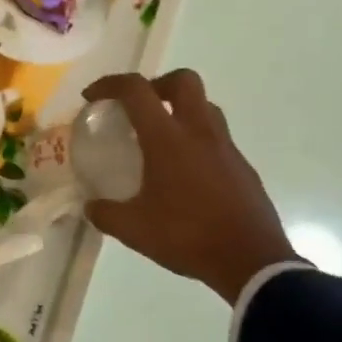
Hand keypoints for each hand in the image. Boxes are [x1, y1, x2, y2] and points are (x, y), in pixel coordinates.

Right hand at [82, 70, 299, 302]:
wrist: (250, 260)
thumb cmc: (187, 237)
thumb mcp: (133, 230)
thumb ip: (106, 214)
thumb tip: (91, 207)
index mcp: (168, 139)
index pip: (137, 90)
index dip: (110, 84)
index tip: (92, 96)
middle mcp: (200, 132)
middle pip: (183, 80)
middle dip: (156, 84)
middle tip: (138, 108)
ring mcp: (226, 147)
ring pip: (204, 106)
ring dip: (180, 110)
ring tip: (160, 139)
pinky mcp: (242, 166)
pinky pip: (217, 137)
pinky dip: (196, 140)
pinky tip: (185, 173)